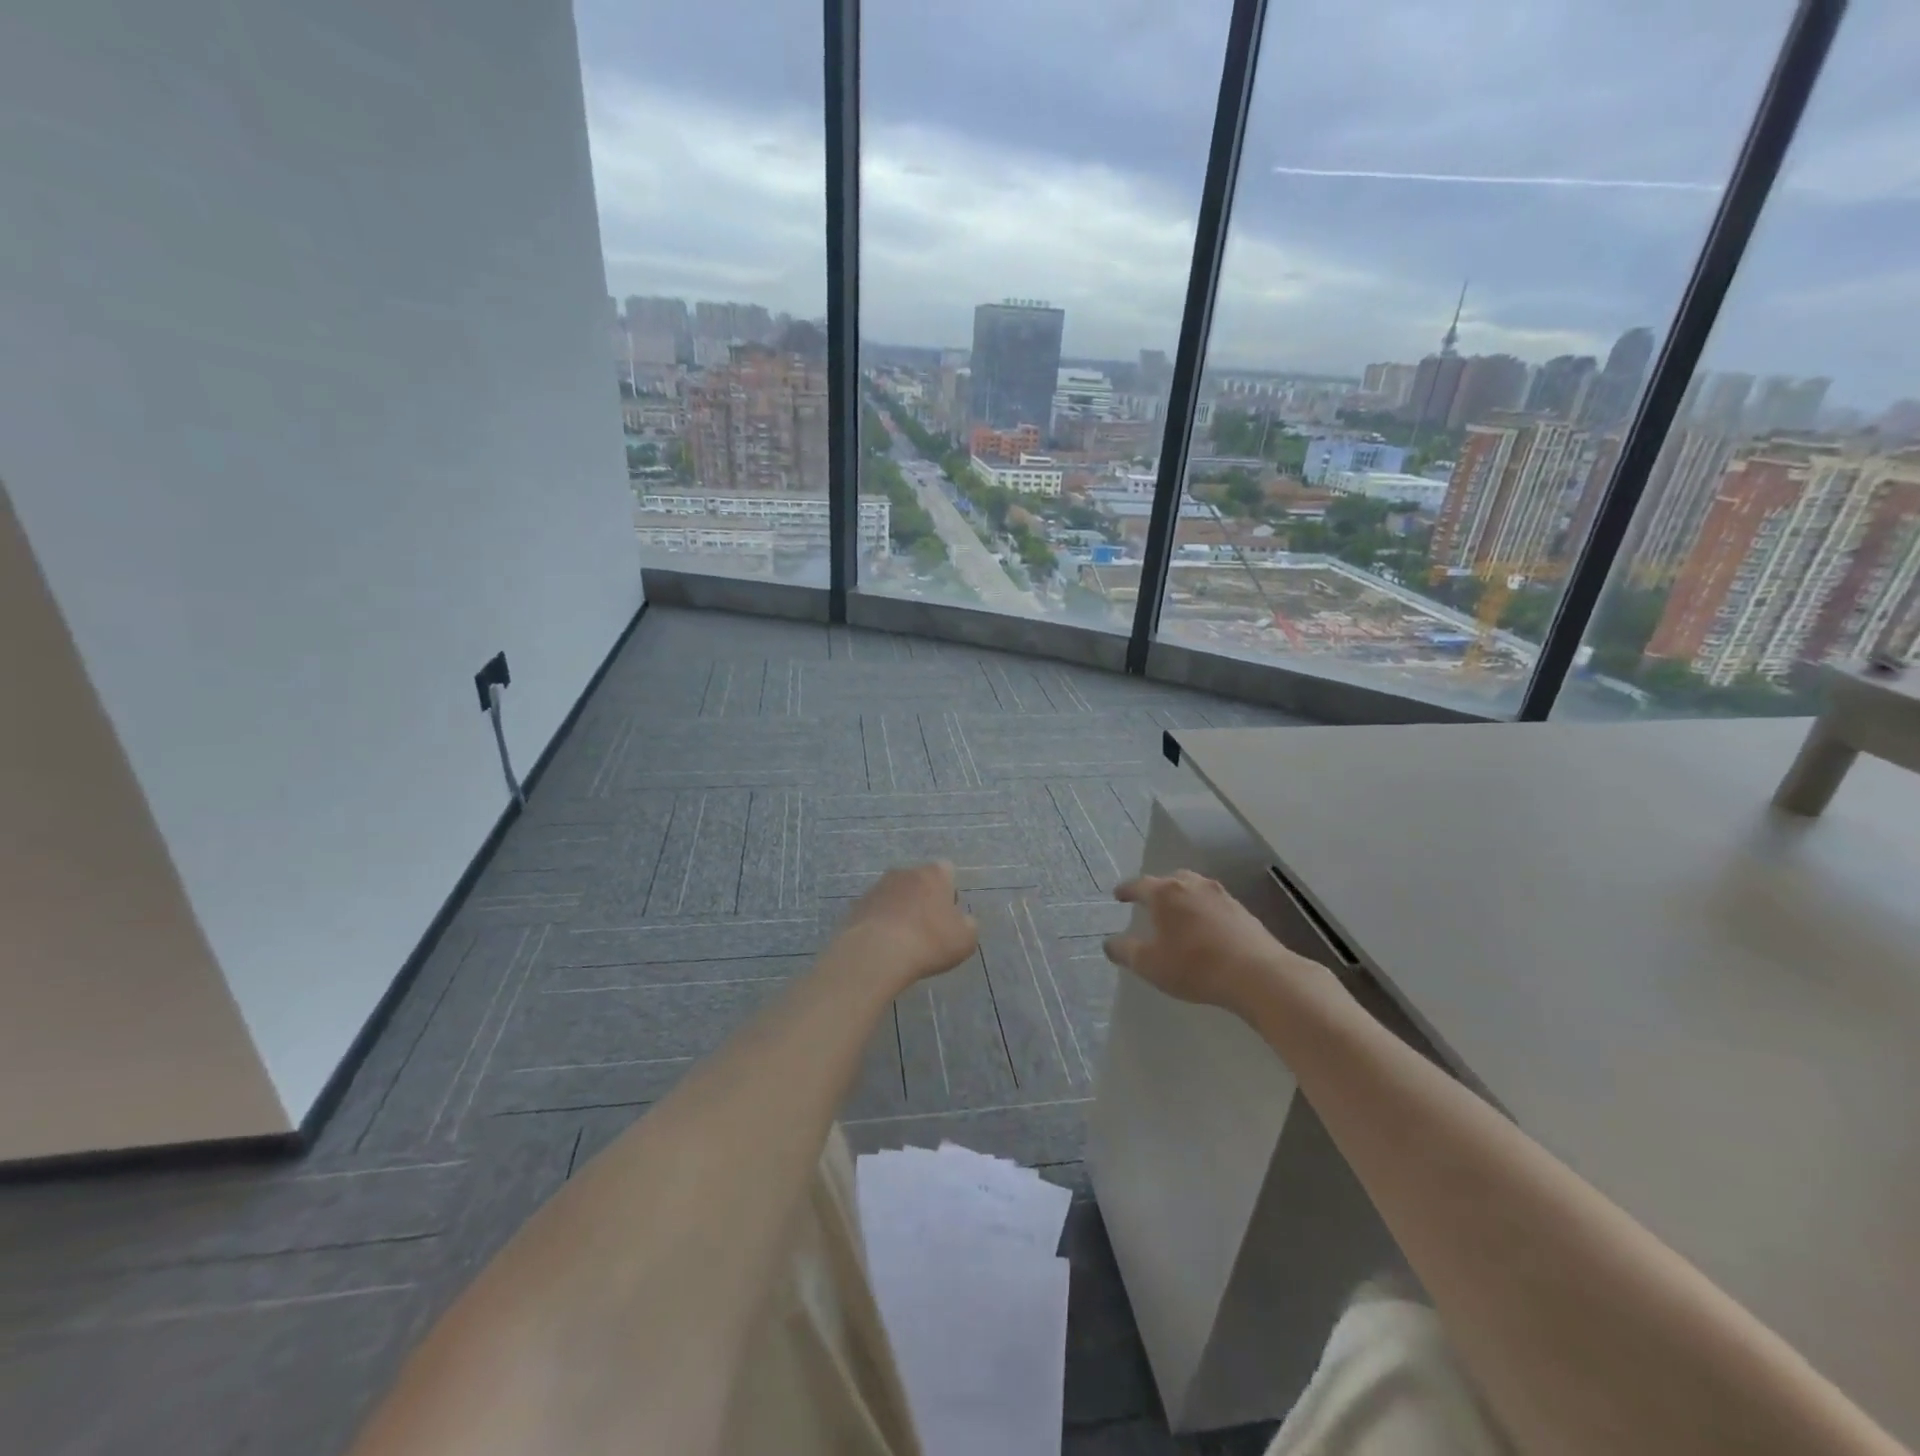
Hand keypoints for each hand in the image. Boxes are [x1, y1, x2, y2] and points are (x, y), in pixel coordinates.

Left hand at [838, 862, 978, 988]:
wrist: (876, 954)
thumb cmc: (929, 941)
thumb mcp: (966, 939)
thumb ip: (968, 924)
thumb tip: (962, 921)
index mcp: (933, 873)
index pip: (946, 870)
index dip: (950, 892)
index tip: (949, 916)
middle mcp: (904, 872)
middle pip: (918, 881)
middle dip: (923, 900)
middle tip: (928, 930)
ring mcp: (877, 887)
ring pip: (895, 896)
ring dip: (900, 911)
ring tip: (903, 942)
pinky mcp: (857, 906)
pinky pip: (876, 912)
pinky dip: (881, 924)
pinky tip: (884, 947)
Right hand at [1104, 870, 1306, 1015]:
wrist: (1257, 974)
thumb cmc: (1194, 966)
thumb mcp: (1150, 964)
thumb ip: (1125, 952)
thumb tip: (1109, 944)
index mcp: (1165, 893)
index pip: (1139, 885)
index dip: (1126, 890)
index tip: (1118, 895)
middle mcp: (1192, 885)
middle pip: (1169, 880)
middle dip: (1157, 890)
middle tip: (1149, 903)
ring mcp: (1220, 895)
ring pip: (1194, 888)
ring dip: (1183, 898)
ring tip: (1178, 914)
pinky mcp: (1242, 910)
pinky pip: (1213, 903)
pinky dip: (1203, 910)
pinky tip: (1205, 928)